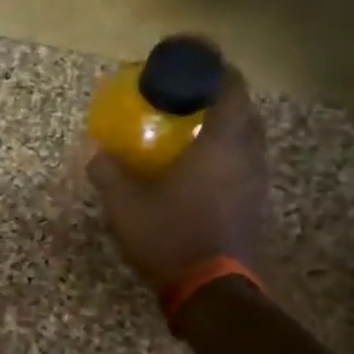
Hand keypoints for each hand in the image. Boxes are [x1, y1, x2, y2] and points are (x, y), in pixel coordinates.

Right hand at [88, 67, 267, 292]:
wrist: (211, 291)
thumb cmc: (170, 237)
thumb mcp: (125, 205)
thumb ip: (109, 173)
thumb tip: (96, 153)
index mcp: (221, 145)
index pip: (231, 90)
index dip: (215, 69)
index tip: (192, 62)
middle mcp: (247, 157)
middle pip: (245, 112)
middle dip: (220, 97)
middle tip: (188, 97)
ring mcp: (256, 183)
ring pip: (248, 141)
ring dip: (226, 128)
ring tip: (193, 130)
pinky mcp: (256, 206)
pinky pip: (244, 165)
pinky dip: (226, 155)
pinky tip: (200, 170)